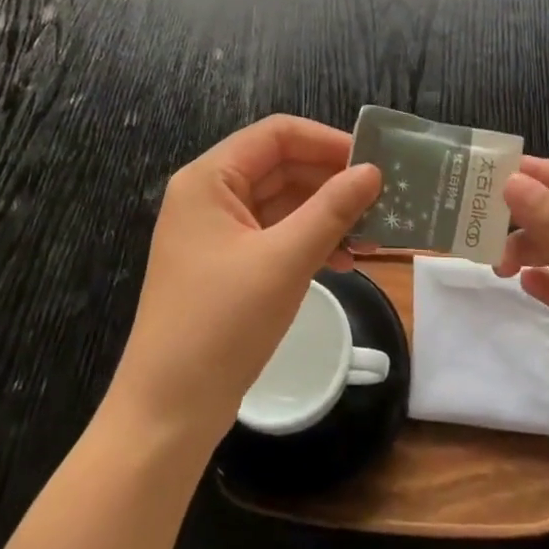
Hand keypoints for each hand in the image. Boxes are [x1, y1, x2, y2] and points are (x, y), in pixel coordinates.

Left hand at [108, 116, 381, 448]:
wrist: (167, 414)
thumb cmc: (222, 325)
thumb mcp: (284, 261)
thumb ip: (332, 210)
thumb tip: (372, 172)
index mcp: (210, 179)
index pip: (276, 134)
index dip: (326, 141)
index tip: (372, 162)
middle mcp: (209, 195)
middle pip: (280, 166)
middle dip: (330, 181)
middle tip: (381, 200)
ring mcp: (216, 232)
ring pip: (281, 202)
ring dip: (324, 215)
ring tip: (371, 235)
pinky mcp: (226, 265)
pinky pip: (274, 234)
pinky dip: (308, 241)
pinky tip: (343, 261)